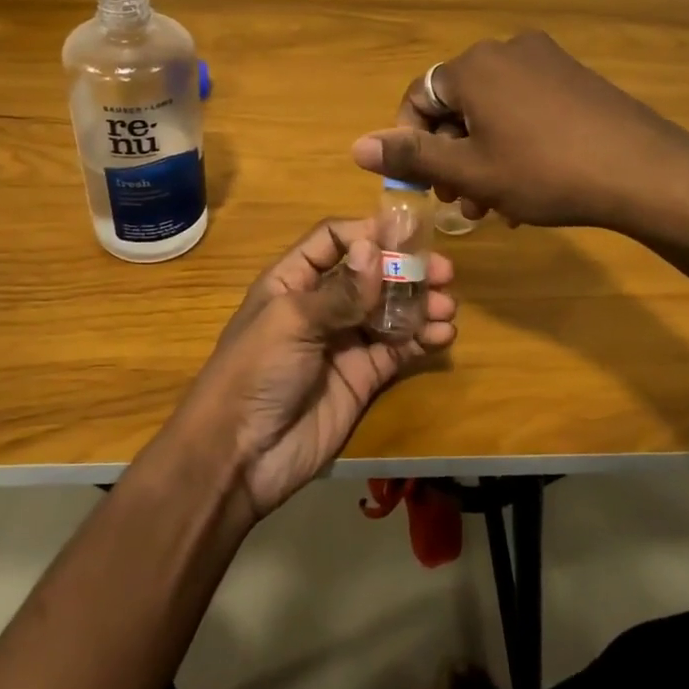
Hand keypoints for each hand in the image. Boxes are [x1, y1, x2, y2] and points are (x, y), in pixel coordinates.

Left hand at [182, 218, 456, 517]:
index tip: (410, 234)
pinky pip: (398, 348)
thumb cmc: (256, 372)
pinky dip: (422, 338)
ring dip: (420, 304)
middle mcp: (322, 305)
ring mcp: (345, 341)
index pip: (334, 240)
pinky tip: (442, 335)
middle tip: (444, 273)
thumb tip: (375, 248)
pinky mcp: (364, 376)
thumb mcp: (291, 322)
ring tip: (447, 308)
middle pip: (371, 274)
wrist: (241, 456)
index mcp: (293, 281)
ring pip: (391, 310)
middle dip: (407, 270)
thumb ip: (339, 290)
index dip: (369, 232)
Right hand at [350, 31, 688, 230]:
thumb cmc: (545, 172)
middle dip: (452, 155)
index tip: (424, 185)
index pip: (418, 98)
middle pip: (457, 104)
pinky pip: (524, 107)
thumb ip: (412, 155)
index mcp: (473, 66)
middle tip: (460, 202)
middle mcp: (505, 50)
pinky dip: (514, 142)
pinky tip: (527, 185)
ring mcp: (545, 60)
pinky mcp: (574, 77)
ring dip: (482, 156)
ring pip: (492, 111)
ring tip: (494, 205)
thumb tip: (356, 146)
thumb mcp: (470, 171)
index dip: (411, 144)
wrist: (643, 171)